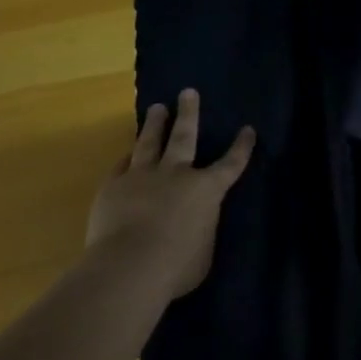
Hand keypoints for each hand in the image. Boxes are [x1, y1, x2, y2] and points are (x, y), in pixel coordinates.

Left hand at [87, 88, 254, 299]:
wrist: (129, 266)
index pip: (229, 165)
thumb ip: (201, 230)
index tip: (247, 129)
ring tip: (157, 107)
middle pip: (184, 137)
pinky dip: (127, 158)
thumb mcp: (203, 252)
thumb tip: (196, 223)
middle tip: (188, 92)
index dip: (241, 148)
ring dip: (155, 124)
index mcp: (205, 191)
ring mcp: (142, 176)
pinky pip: (122, 165)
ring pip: (149, 142)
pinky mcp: (113, 186)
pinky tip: (127, 152)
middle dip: (189, 113)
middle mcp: (175, 174)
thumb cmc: (176, 267)